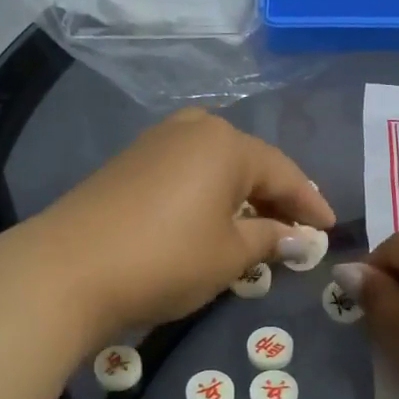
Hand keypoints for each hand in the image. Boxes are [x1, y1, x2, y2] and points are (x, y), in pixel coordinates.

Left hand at [31, 109, 335, 336]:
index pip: (284, 173)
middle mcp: (193, 130)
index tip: (330, 230)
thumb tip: (300, 238)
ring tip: (257, 224)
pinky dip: (208, 194)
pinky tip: (211, 219)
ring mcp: (156, 143)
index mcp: (227, 144)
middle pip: (249, 162)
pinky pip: (186, 172)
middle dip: (275, 195)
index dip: (310, 204)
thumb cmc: (166, 259)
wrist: (68, 269)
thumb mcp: (229, 255)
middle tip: (296, 226)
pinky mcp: (128, 163)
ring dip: (240, 194)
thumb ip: (270, 240)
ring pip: (215, 165)